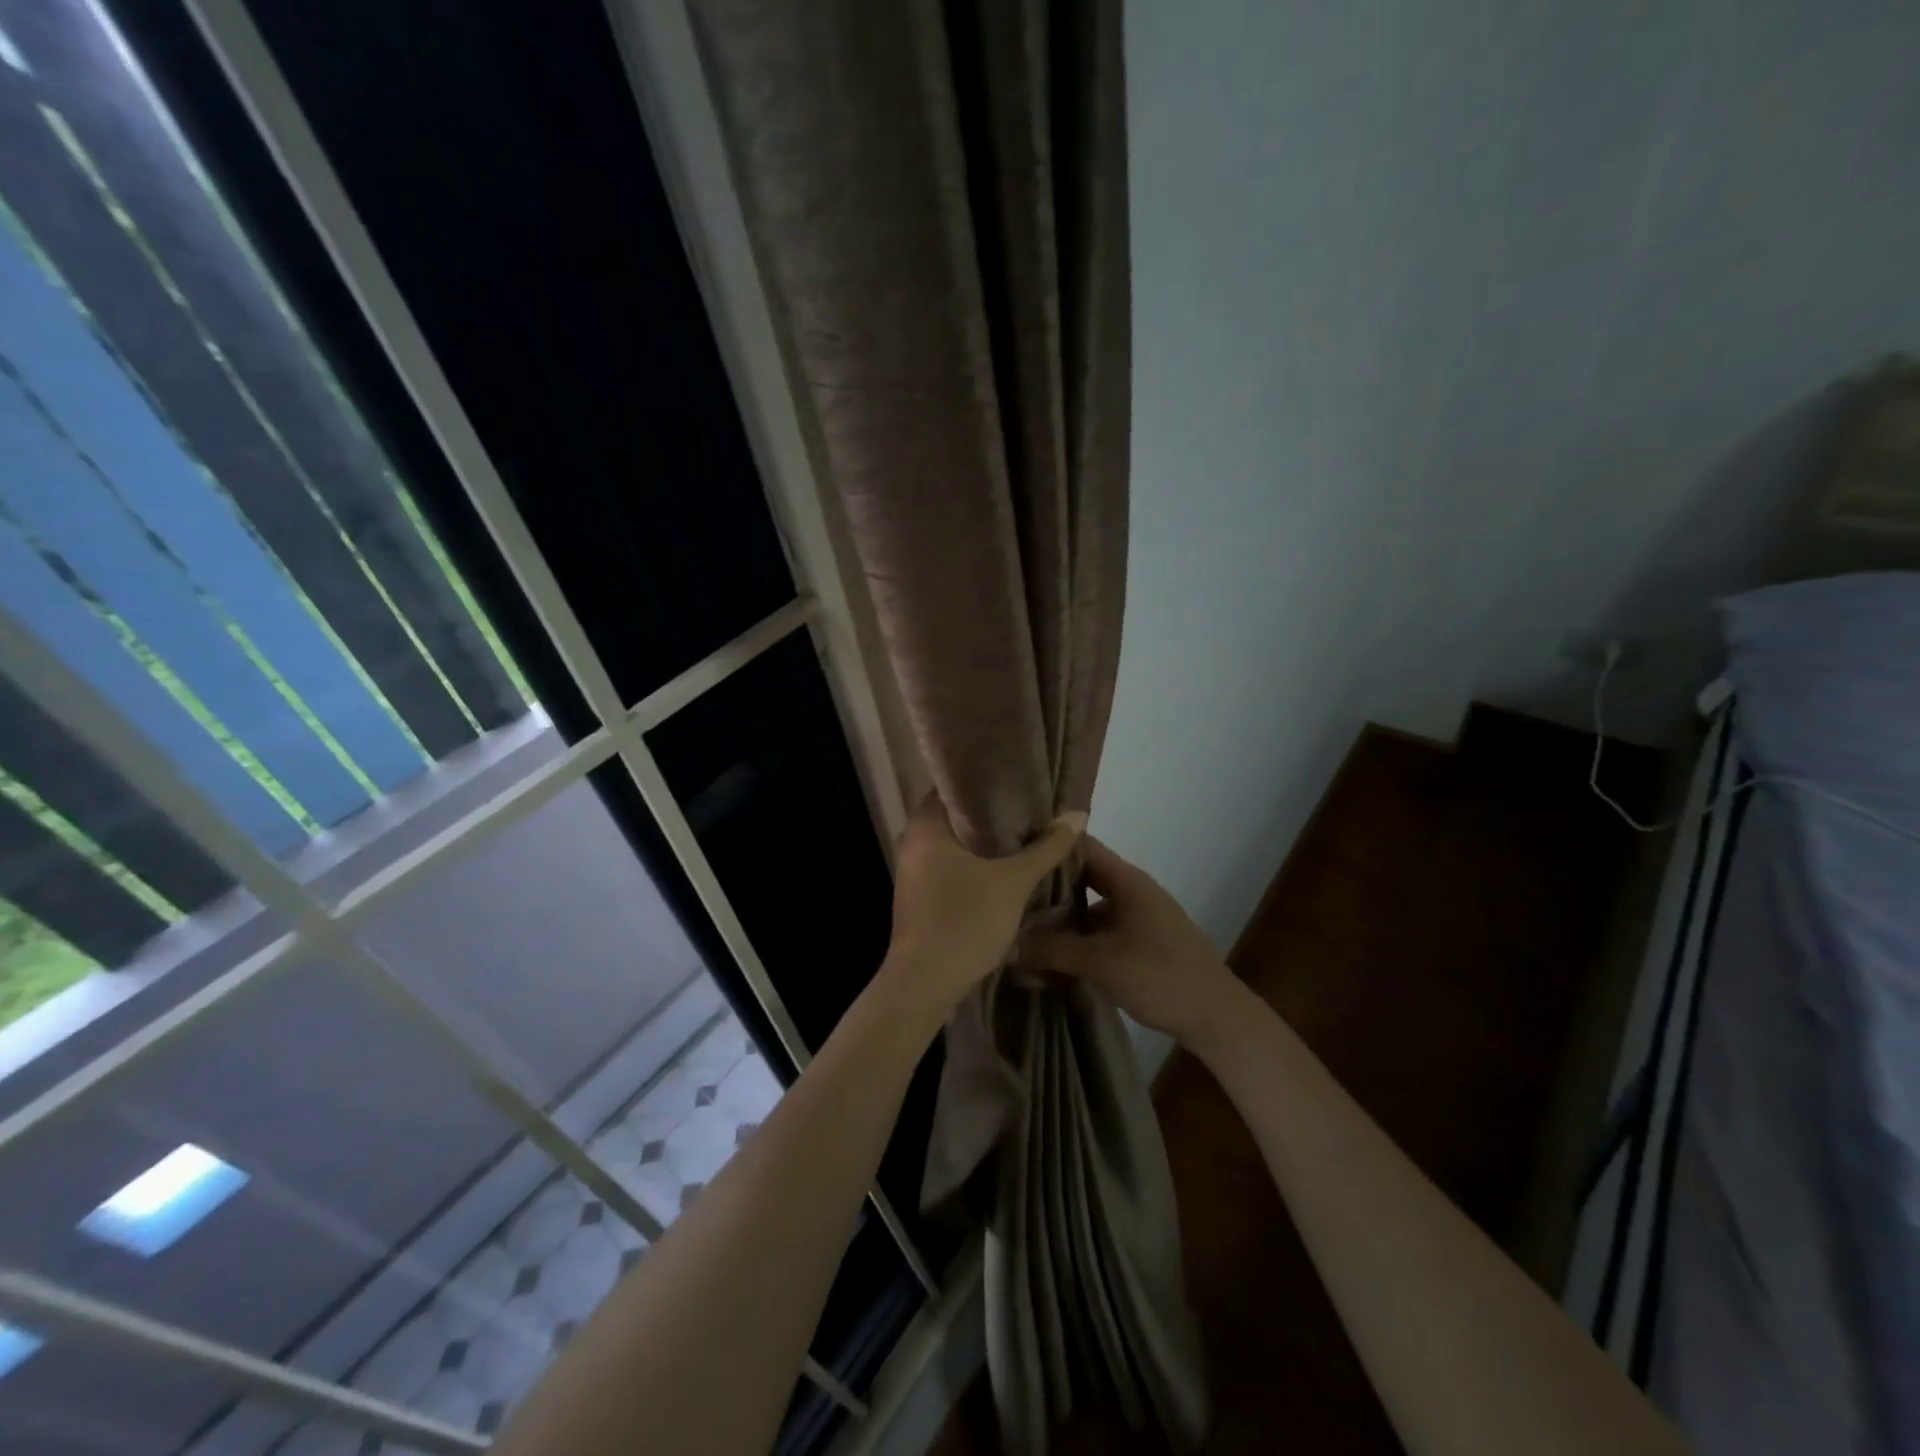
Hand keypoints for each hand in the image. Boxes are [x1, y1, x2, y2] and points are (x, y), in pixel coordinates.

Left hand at [883, 796, 1085, 1015]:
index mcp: (926, 825)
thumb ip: (1046, 847)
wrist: (925, 983)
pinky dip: (974, 861)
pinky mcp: (919, 893)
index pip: (955, 784)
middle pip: (956, 814)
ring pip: (954, 842)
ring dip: (984, 839)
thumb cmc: (965, 921)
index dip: (988, 780)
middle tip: (1031, 806)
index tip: (1020, 780)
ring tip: (1024, 832)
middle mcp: (912, 840)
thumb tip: (1077, 814)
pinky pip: (950, 864)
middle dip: (992, 812)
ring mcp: (913, 869)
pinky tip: (1003, 866)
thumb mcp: (1014, 882)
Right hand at [1020, 837, 1243, 1049]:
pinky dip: (1077, 936)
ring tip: (1020, 924)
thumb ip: (1051, 950)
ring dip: (1061, 915)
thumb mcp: (1100, 963)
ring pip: (1090, 905)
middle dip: (1046, 885)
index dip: (1048, 845)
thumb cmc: (1160, 977)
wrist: (1217, 1018)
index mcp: (1127, 880)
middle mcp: (1132, 890)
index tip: (1012, 853)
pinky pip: (1100, 928)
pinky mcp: (1141, 941)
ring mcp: (1138, 916)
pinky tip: (1052, 953)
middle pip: (1082, 876)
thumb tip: (1006, 943)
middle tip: (1007, 893)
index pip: (1080, 846)